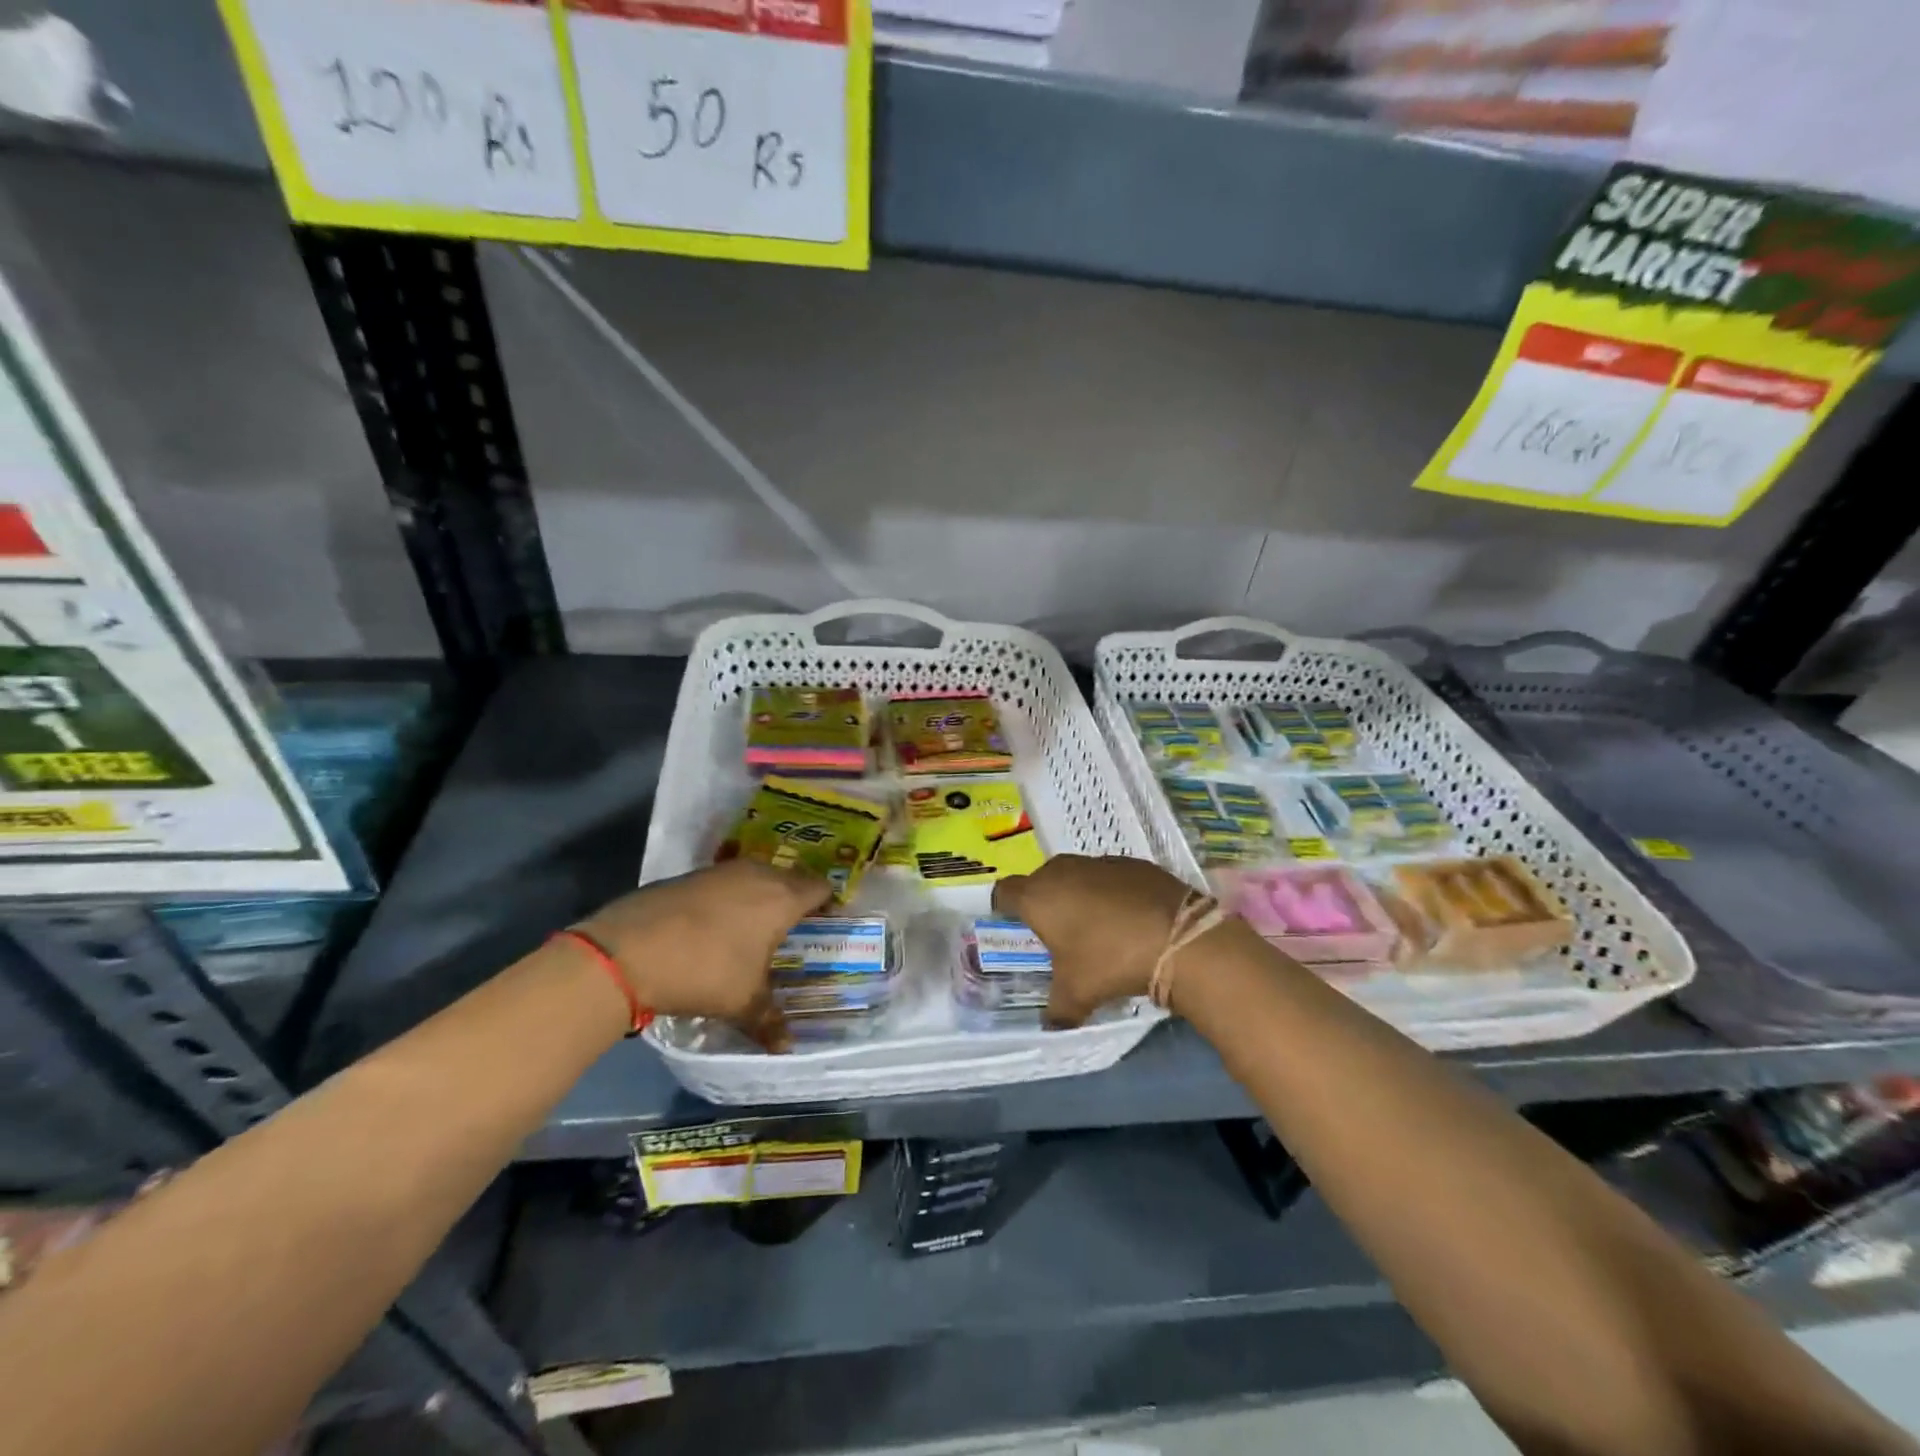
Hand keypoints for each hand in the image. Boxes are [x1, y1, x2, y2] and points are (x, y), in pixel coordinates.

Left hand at [573, 860, 830, 1050]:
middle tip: (795, 927)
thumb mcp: (742, 1002)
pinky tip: (717, 925)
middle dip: (796, 898)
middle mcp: (758, 874)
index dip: (828, 903)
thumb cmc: (704, 971)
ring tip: (757, 926)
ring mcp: (721, 871)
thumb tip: (787, 1047)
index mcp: (782, 897)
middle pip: (790, 878)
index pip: (820, 887)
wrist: (629, 950)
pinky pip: (725, 882)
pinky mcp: (690, 875)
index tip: (828, 922)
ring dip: (761, 895)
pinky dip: (730, 898)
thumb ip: (769, 1021)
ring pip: (756, 876)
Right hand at [992, 855, 1193, 1028]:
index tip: (1013, 925)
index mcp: (1038, 896)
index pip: (1004, 893)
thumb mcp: (1077, 994)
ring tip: (1096, 927)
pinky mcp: (1134, 863)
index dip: (1004, 908)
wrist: (1178, 937)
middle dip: (1045, 902)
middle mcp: (1063, 871)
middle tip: (1057, 933)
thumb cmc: (1110, 960)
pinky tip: (1128, 919)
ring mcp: (1100, 862)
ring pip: (1077, 876)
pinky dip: (1112, 893)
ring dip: (1079, 896)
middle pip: (1041, 881)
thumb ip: (1057, 1010)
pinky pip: (1110, 877)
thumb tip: (1051, 1025)